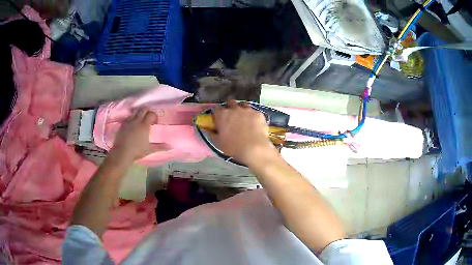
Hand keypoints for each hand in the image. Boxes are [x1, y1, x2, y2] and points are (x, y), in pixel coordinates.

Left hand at [109, 109, 169, 163]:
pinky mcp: (122, 124)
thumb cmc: (137, 151)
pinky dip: (131, 118)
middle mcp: (136, 121)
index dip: (154, 116)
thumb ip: (160, 147)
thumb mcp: (150, 149)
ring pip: (135, 112)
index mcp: (144, 125)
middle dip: (147, 112)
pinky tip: (132, 125)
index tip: (155, 122)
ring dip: (138, 114)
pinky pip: (128, 117)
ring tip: (140, 121)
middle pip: (143, 109)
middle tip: (148, 119)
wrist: (122, 153)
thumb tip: (171, 147)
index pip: (151, 114)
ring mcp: (128, 122)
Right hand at [212, 100, 278, 166]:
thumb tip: (209, 130)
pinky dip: (253, 117)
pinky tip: (255, 124)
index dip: (218, 115)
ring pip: (243, 105)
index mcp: (222, 115)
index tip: (219, 120)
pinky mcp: (258, 114)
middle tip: (232, 117)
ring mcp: (248, 110)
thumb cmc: (234, 147)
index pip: (217, 110)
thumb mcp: (218, 143)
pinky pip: (254, 112)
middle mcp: (234, 109)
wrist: (254, 149)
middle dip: (230, 108)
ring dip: (242, 110)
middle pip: (230, 103)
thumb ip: (213, 134)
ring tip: (244, 118)